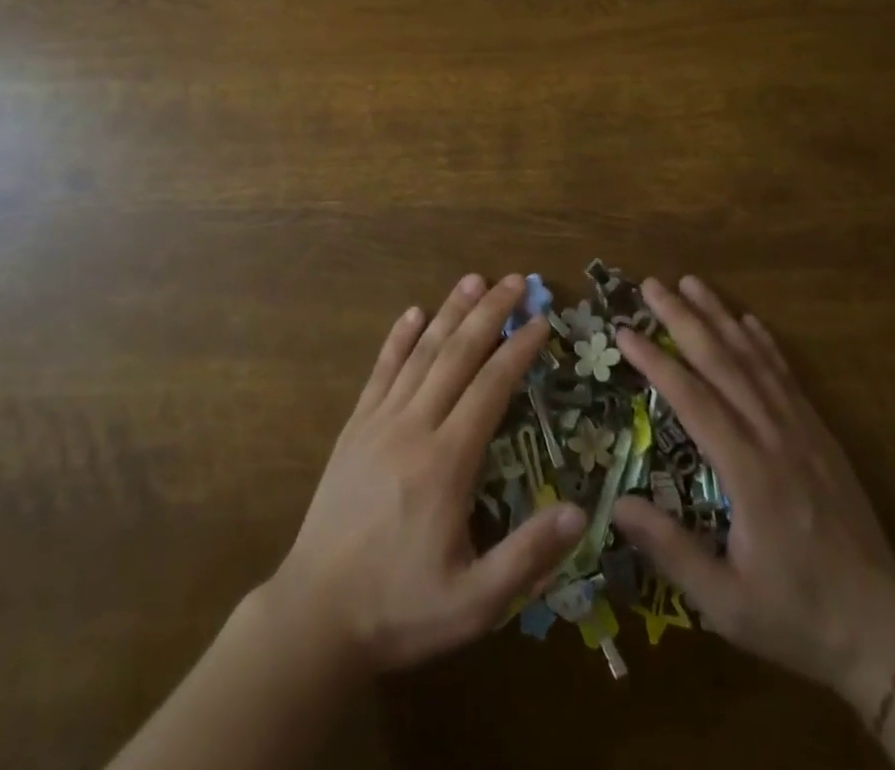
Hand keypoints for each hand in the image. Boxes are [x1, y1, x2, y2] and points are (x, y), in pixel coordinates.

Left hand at [267, 274, 586, 674]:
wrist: (315, 614)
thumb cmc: (399, 608)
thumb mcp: (475, 603)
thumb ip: (528, 557)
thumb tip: (579, 512)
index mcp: (447, 463)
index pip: (491, 388)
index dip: (518, 350)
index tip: (541, 321)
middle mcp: (413, 427)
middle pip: (457, 355)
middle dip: (489, 314)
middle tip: (514, 281)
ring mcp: (379, 422)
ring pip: (420, 354)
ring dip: (448, 313)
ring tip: (472, 280)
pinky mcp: (354, 428)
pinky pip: (380, 371)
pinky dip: (398, 339)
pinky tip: (411, 313)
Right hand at [611, 276, 894, 715]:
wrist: (884, 632)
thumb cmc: (797, 616)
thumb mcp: (726, 604)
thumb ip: (671, 551)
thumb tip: (616, 504)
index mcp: (749, 473)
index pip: (693, 400)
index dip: (655, 361)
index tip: (625, 331)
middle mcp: (774, 438)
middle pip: (723, 363)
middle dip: (684, 319)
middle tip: (652, 284)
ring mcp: (803, 431)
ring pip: (755, 360)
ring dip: (720, 317)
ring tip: (692, 283)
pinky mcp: (821, 435)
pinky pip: (788, 377)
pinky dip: (765, 343)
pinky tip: (748, 320)